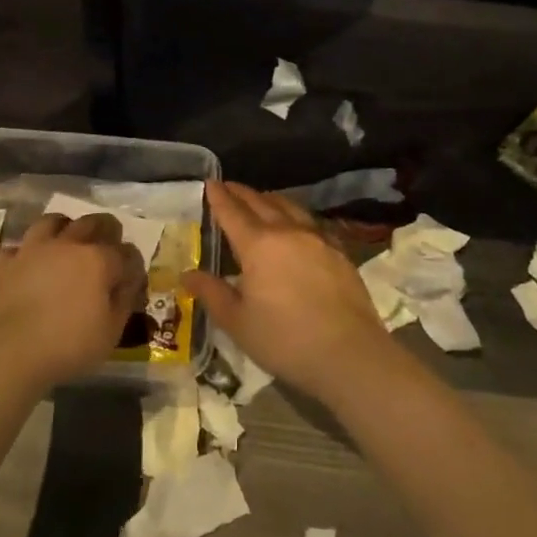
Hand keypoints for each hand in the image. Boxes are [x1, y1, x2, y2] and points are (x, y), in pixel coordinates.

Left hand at [0, 212, 144, 388]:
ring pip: (52, 221)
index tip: (133, 275)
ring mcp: (33, 249)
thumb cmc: (68, 346)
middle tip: (107, 244)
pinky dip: (26, 252)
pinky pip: (18, 247)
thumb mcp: (111, 332)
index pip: (126, 251)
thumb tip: (128, 283)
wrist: (8, 352)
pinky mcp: (5, 262)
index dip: (133, 262)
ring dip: (64, 227)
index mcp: (99, 260)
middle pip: (93, 222)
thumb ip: (123, 301)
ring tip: (66, 241)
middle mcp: (68, 244)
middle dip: (106, 229)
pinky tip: (29, 264)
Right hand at [185, 182, 396, 405]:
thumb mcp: (238, 322)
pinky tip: (297, 226)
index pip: (232, 212)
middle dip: (242, 193)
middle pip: (261, 203)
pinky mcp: (339, 251)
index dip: (219, 197)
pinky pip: (311, 222)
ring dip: (270, 200)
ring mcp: (317, 238)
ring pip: (290, 207)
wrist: (349, 353)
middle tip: (229, 187)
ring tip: (261, 200)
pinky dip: (295, 216)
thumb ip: (212, 293)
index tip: (210, 182)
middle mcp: (287, 231)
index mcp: (258, 245)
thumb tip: (187, 275)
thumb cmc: (285, 340)